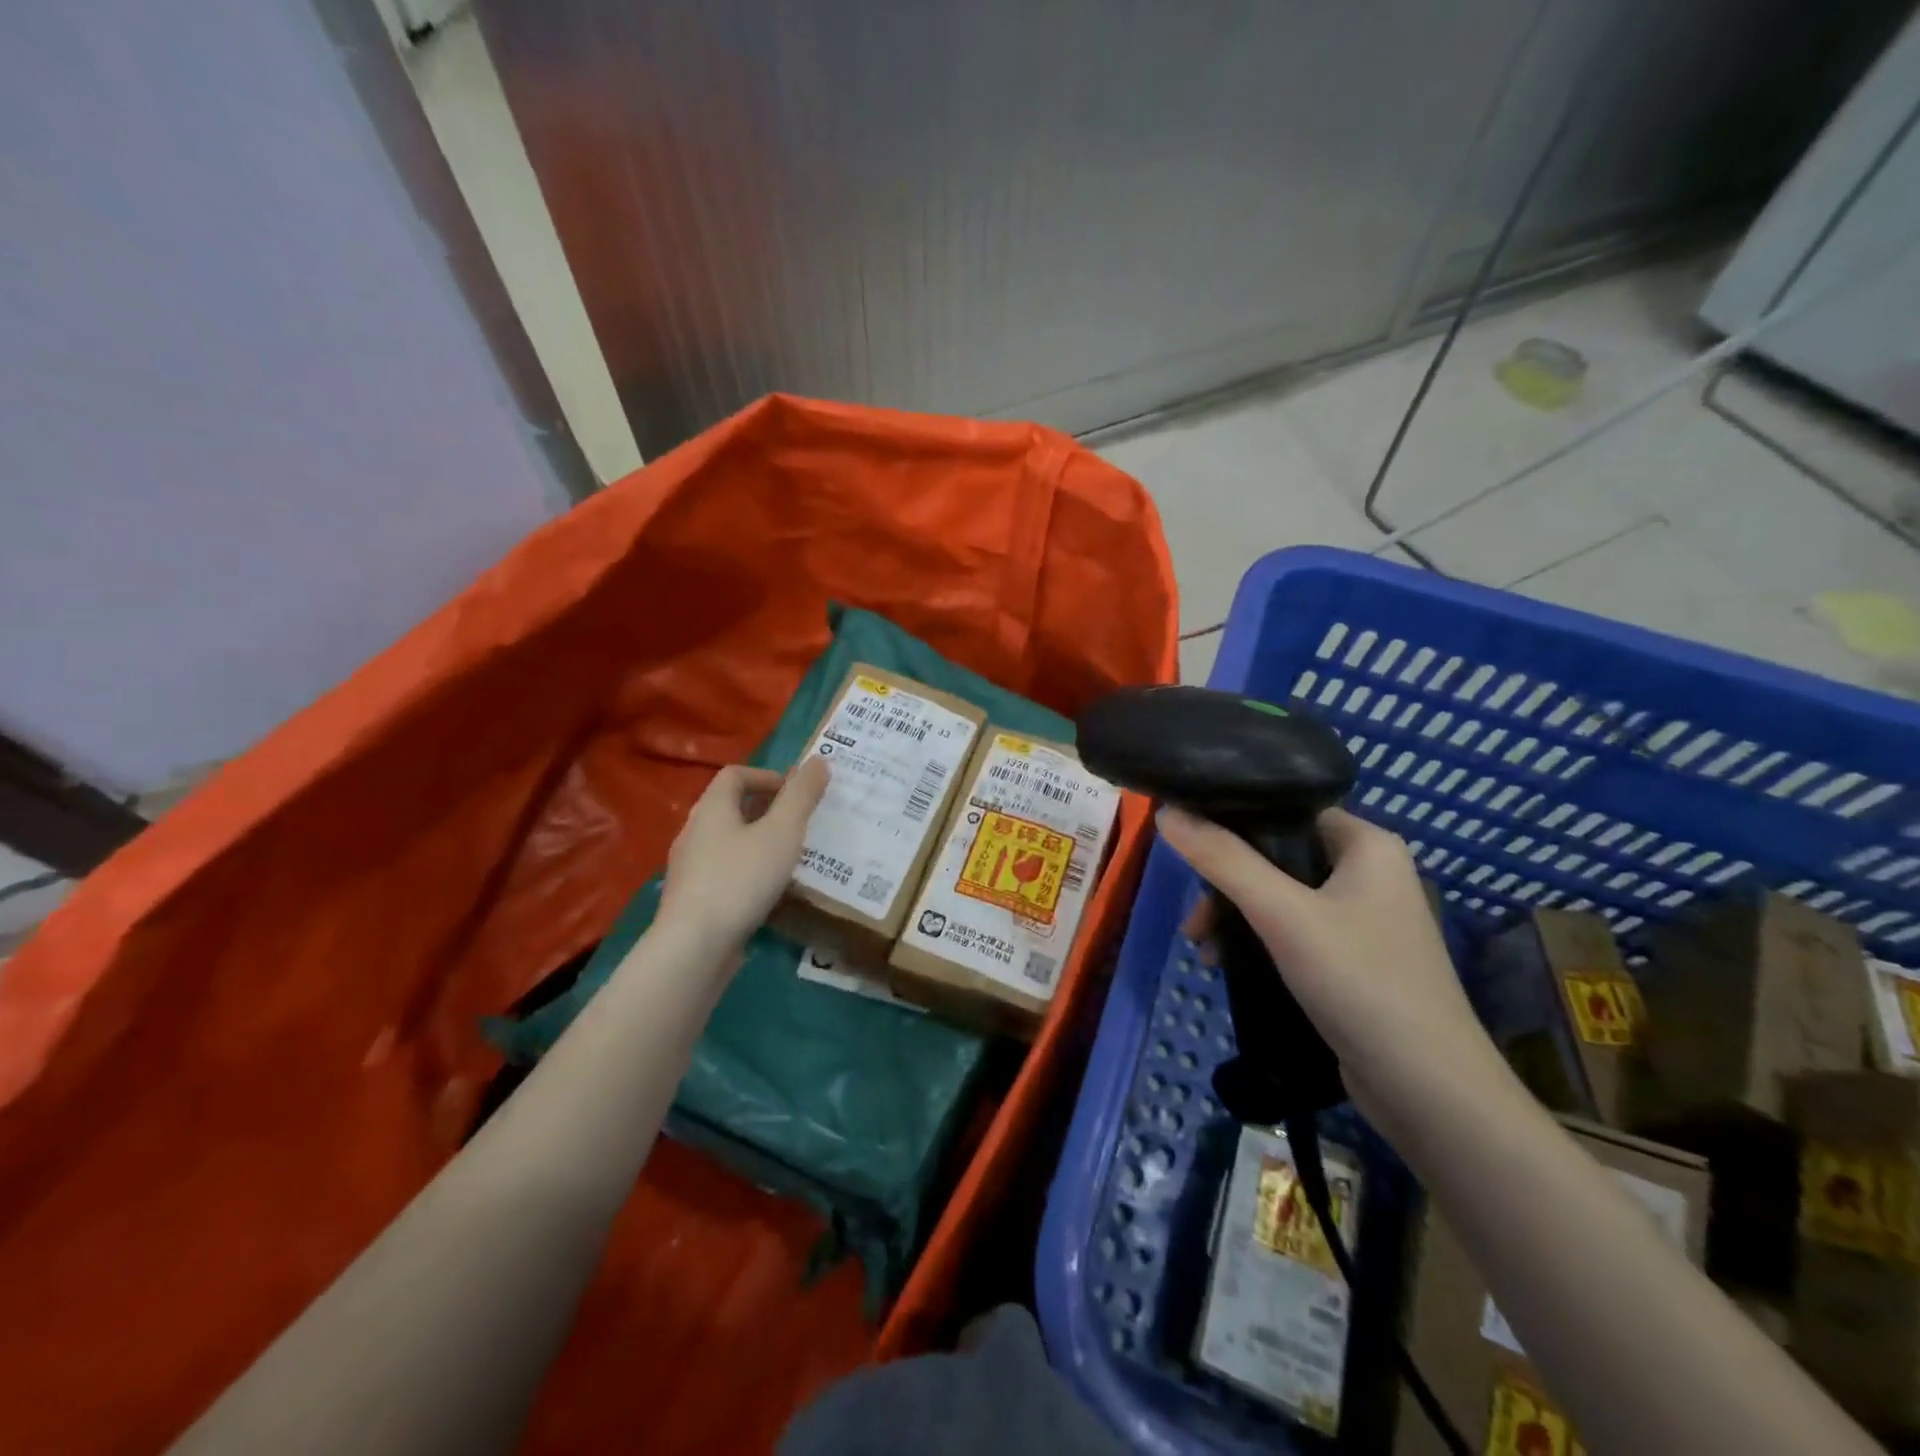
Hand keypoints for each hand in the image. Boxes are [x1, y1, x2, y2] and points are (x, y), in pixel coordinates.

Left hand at [657, 758, 830, 952]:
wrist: (694, 946)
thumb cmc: (742, 879)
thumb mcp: (783, 832)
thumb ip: (802, 796)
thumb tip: (819, 761)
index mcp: (711, 808)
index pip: (735, 775)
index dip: (768, 776)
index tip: (796, 794)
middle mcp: (694, 832)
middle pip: (729, 807)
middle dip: (766, 809)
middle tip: (799, 824)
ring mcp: (689, 868)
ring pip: (727, 842)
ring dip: (757, 842)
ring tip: (788, 858)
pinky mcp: (692, 900)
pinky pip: (723, 872)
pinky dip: (747, 871)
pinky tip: (767, 892)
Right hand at [1156, 805, 1496, 1113]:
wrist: (1428, 1090)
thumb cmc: (1359, 981)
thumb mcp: (1282, 914)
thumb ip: (1223, 859)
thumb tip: (1167, 811)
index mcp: (1366, 844)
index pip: (1287, 809)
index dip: (1233, 820)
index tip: (1187, 844)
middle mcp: (1368, 872)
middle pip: (1276, 855)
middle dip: (1226, 884)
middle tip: (1194, 919)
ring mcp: (1362, 918)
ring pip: (1278, 896)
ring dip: (1235, 917)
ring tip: (1202, 949)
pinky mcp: (1352, 958)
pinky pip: (1291, 930)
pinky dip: (1256, 941)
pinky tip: (1227, 966)